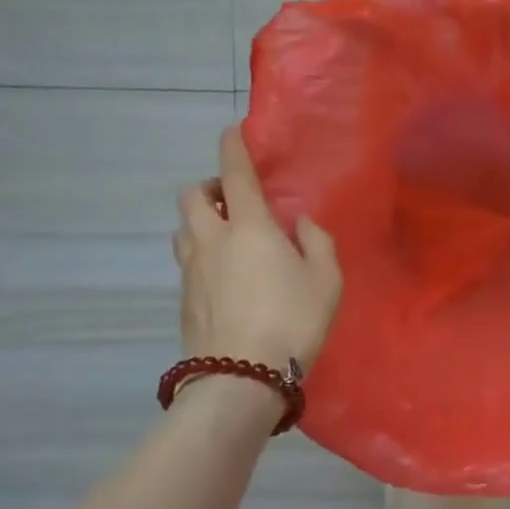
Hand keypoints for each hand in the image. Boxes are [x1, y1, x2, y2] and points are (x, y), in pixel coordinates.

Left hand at [175, 127, 342, 371]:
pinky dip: (201, 254)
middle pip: (192, 195)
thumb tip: (303, 225)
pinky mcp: (183, 298)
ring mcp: (191, 270)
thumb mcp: (326, 280)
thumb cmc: (292, 321)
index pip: (234, 173)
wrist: (241, 377)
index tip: (232, 131)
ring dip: (200, 221)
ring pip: (183, 227)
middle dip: (209, 187)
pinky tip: (225, 277)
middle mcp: (212, 239)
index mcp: (249, 227)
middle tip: (234, 201)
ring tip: (227, 237)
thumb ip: (317, 243)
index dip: (232, 147)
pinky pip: (187, 260)